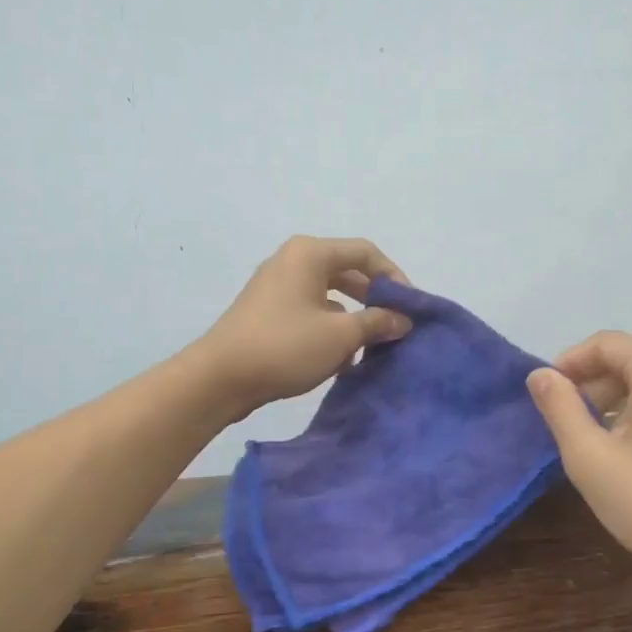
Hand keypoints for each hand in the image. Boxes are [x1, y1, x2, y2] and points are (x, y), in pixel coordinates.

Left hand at [198, 236, 413, 418]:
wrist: (220, 377)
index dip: (394, 277)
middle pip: (348, 272)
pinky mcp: (267, 312)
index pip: (366, 253)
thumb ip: (377, 322)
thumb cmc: (285, 346)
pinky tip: (341, 360)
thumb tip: (403, 320)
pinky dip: (329, 330)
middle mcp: (293, 261)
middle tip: (396, 327)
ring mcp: (277, 287)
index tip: (411, 308)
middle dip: (374, 301)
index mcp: (310, 253)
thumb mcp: (341, 335)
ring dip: (353, 320)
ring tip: (371, 348)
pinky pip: (310, 312)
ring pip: (329, 296)